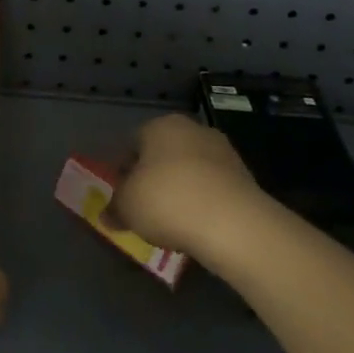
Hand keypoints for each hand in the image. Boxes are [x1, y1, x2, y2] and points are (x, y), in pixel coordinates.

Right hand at [110, 114, 279, 258]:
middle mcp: (193, 130)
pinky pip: (213, 189)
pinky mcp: (245, 178)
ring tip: (171, 223)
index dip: (123, 170)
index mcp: (160, 126)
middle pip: (163, 155)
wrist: (233, 224)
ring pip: (190, 171)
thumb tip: (107, 215)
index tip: (121, 195)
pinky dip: (203, 204)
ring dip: (180, 192)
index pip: (132, 143)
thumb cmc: (167, 201)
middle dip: (153, 179)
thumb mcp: (126, 206)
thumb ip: (114, 208)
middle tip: (144, 208)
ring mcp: (224, 152)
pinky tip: (196, 227)